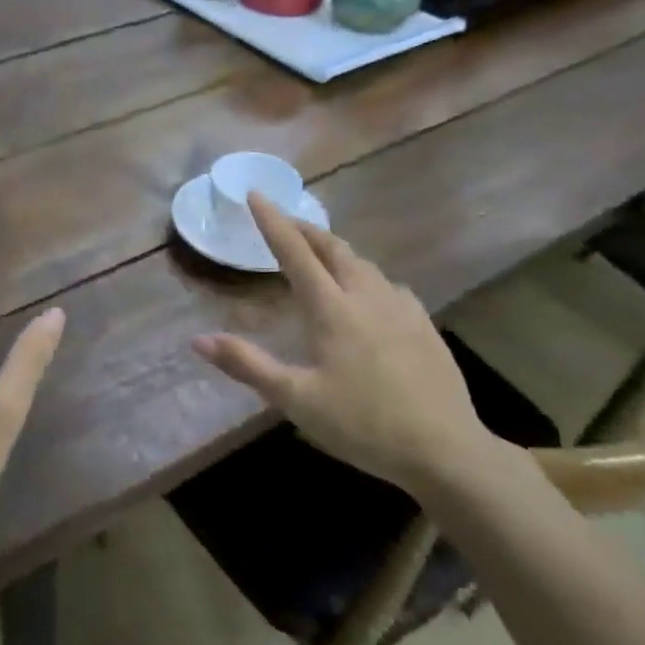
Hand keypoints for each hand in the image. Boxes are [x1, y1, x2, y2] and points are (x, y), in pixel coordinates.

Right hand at [193, 195, 493, 489]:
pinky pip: (389, 285)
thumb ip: (247, 365)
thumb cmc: (363, 425)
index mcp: (332, 309)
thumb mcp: (296, 400)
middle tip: (285, 221)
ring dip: (335, 250)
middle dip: (305, 229)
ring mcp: (402, 309)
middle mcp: (367, 297)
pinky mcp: (425, 326)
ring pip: (363, 264)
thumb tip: (198, 340)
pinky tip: (369, 293)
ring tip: (320, 254)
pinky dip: (365, 276)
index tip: (256, 194)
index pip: (294, 252)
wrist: (446, 450)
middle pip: (333, 248)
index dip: (272, 221)